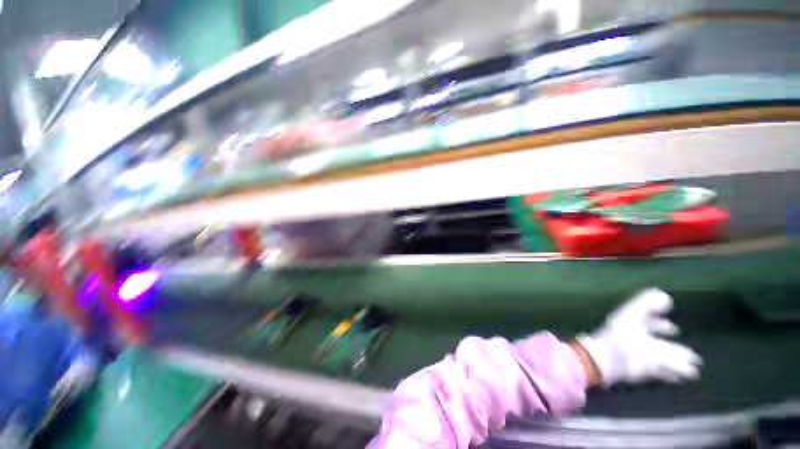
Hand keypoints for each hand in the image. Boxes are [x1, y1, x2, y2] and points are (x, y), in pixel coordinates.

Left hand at [576, 288, 701, 385]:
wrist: (608, 359)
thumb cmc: (619, 335)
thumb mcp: (632, 315)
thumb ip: (646, 303)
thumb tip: (665, 296)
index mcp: (633, 323)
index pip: (647, 319)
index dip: (659, 320)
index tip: (671, 319)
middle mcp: (639, 339)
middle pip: (659, 342)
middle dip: (675, 347)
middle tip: (690, 352)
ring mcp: (642, 355)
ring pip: (665, 358)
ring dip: (680, 361)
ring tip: (695, 367)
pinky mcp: (644, 369)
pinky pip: (663, 372)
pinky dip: (674, 373)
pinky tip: (685, 376)